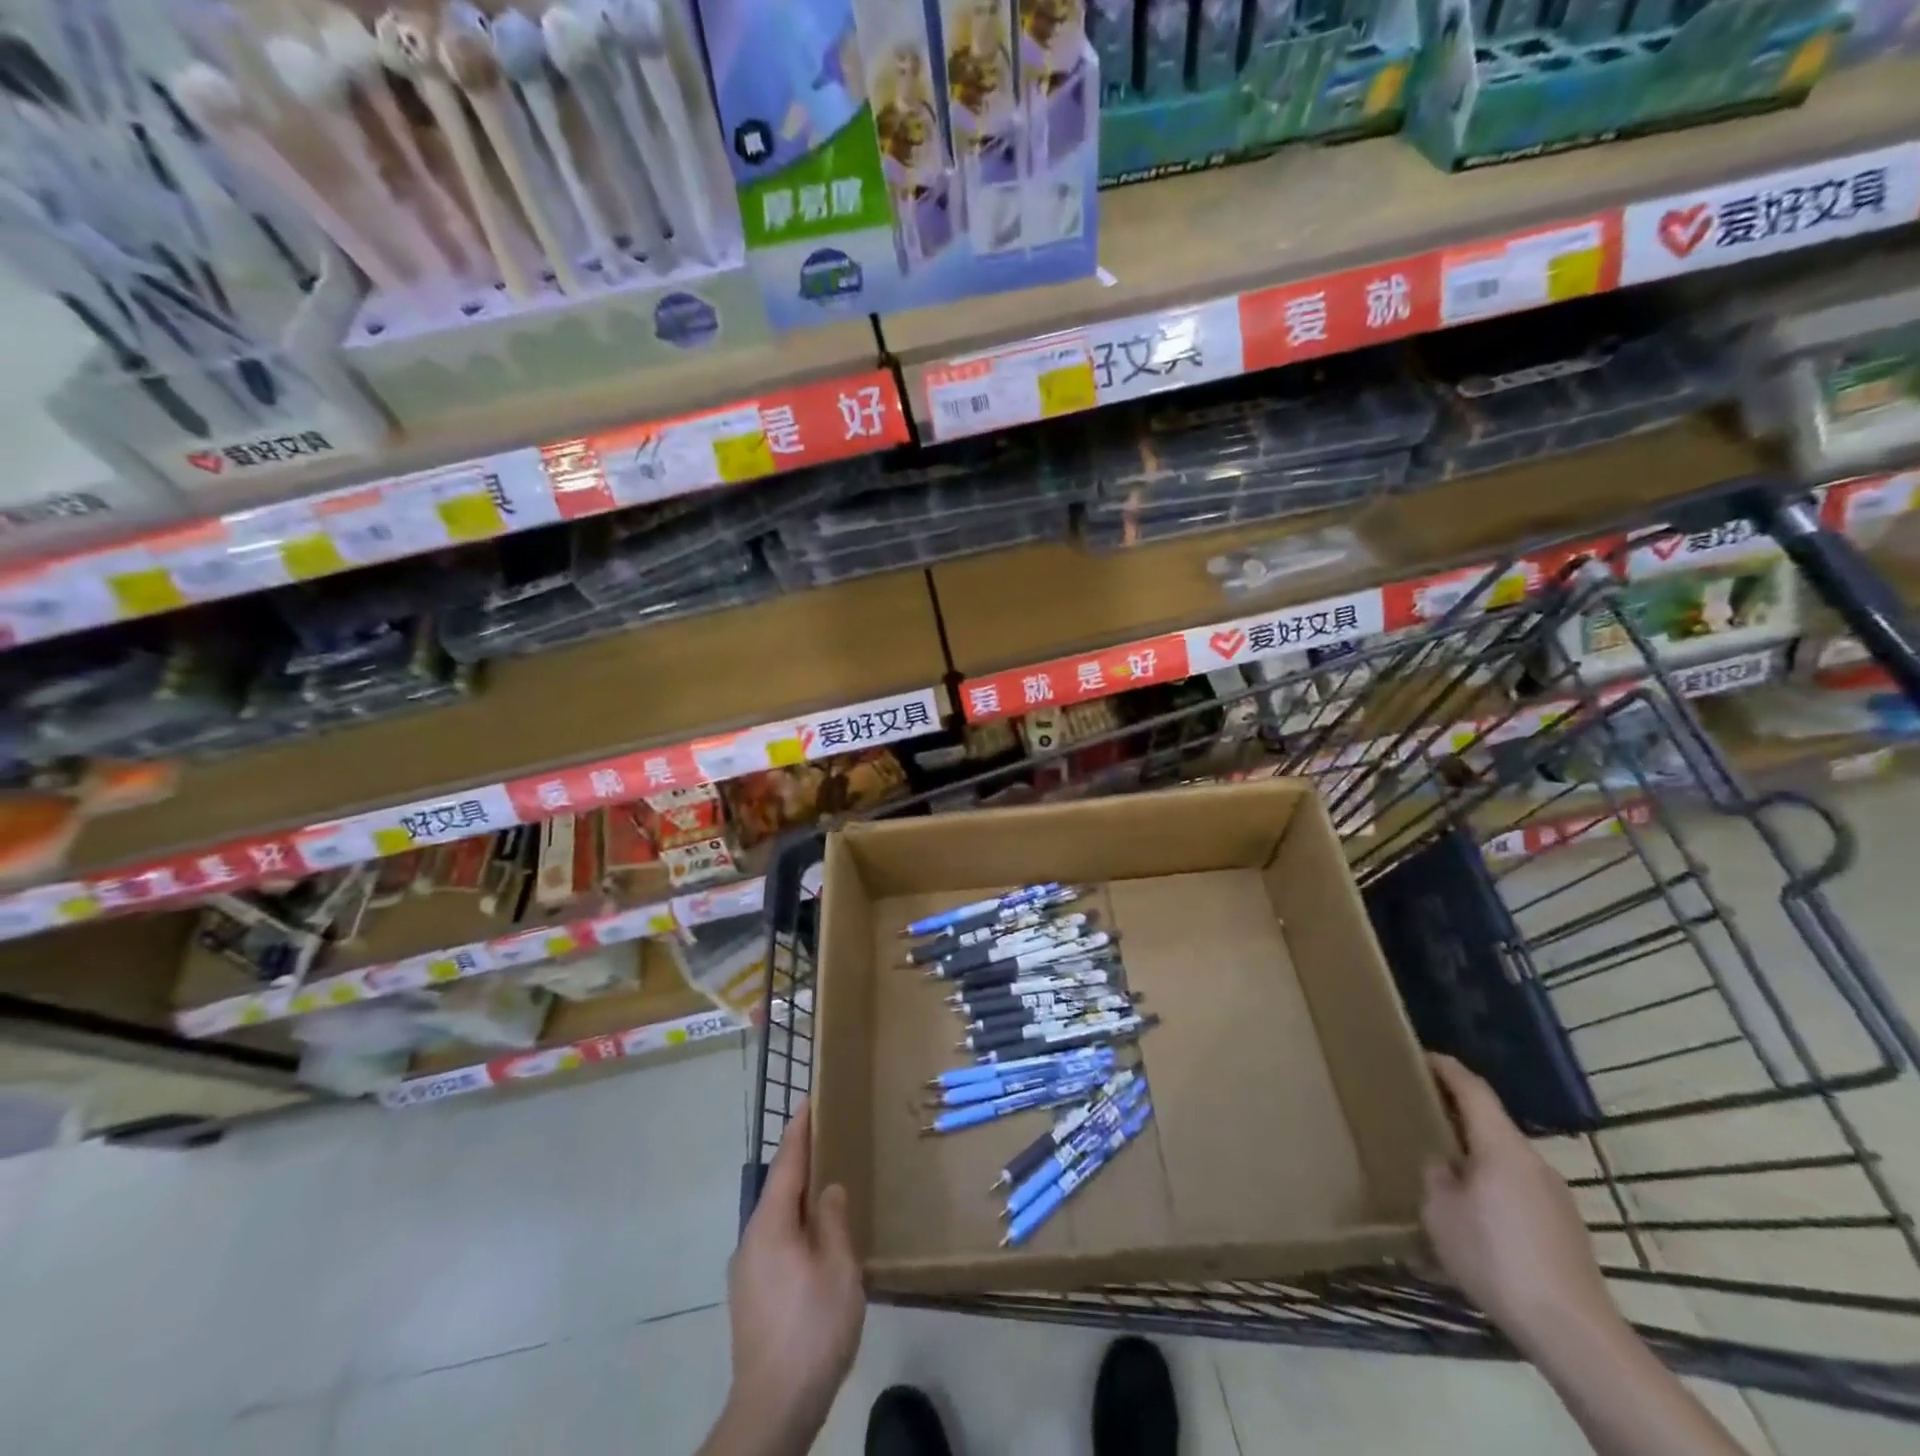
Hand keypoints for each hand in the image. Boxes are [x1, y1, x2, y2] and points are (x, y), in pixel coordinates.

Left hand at [719, 1100, 864, 1452]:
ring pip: (777, 1218)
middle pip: (779, 1188)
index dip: (799, 1130)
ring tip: (828, 1187)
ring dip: (799, 1198)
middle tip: (828, 1139)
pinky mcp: (751, 1296)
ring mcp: (747, 1271)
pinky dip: (796, 1226)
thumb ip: (833, 1220)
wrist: (773, 1408)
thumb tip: (827, 1190)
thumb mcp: (838, 1267)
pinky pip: (776, 1242)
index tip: (808, 1100)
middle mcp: (752, 1239)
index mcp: (771, 1224)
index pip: (786, 1163)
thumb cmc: (812, 1327)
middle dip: (801, 1162)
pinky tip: (816, 1241)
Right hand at [1420, 1054, 1618, 1351]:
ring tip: (1443, 1173)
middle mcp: (1534, 1162)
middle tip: (1421, 1117)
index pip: (1473, 1089)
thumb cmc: (1495, 1256)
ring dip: (1475, 1157)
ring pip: (1505, 1161)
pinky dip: (1493, 1189)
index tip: (1421, 1057)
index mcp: (1502, 1146)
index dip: (1446, 1068)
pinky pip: (1519, 1192)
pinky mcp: (1566, 1229)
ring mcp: (1556, 1197)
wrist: (1572, 1331)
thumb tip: (1444, 1167)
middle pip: (1491, 1124)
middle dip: (1456, 1116)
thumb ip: (1436, 1177)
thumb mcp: (1440, 1212)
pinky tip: (1475, 1218)